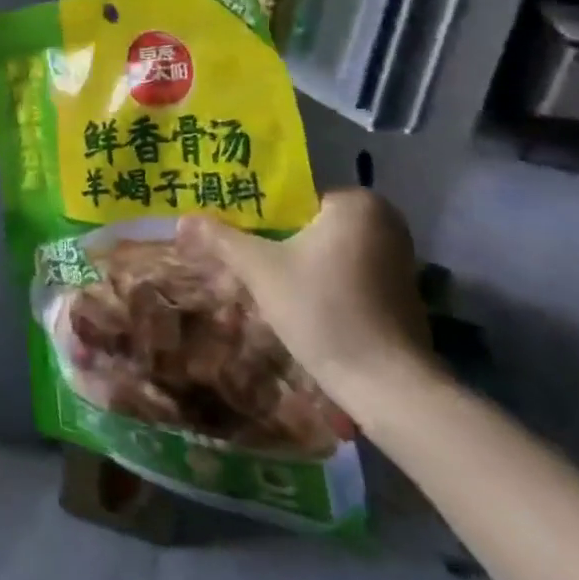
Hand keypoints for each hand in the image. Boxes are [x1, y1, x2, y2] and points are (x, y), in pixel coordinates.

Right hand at [176, 189, 435, 413]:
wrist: (387, 384)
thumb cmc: (323, 310)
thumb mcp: (261, 270)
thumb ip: (222, 238)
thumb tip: (182, 218)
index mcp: (356, 203)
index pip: (289, 195)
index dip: (251, 211)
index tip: (224, 228)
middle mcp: (383, 220)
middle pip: (305, 223)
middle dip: (268, 239)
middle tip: (231, 255)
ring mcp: (395, 257)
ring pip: (322, 249)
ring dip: (288, 261)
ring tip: (250, 277)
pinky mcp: (396, 290)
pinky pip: (341, 270)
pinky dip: (314, 279)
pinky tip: (288, 299)